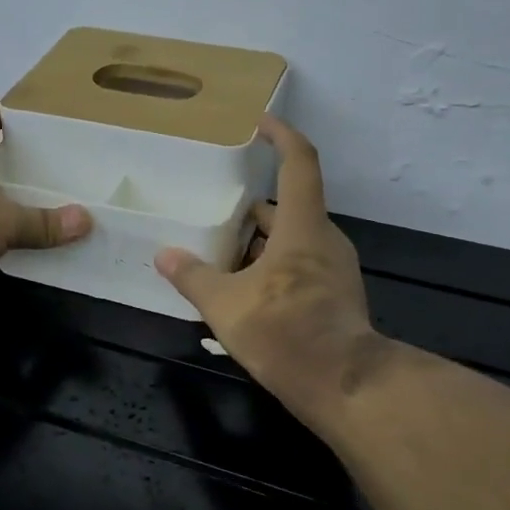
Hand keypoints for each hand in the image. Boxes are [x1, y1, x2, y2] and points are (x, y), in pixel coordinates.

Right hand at [155, 117, 389, 433]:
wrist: (344, 386)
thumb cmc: (284, 332)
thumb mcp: (225, 305)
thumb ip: (193, 277)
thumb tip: (164, 256)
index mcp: (303, 226)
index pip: (299, 162)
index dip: (281, 135)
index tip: (260, 123)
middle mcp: (325, 239)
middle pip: (289, 207)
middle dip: (252, 209)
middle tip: (217, 214)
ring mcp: (335, 269)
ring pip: (294, 240)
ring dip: (260, 244)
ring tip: (221, 258)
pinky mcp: (337, 296)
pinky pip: (301, 266)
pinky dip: (273, 268)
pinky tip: (244, 293)